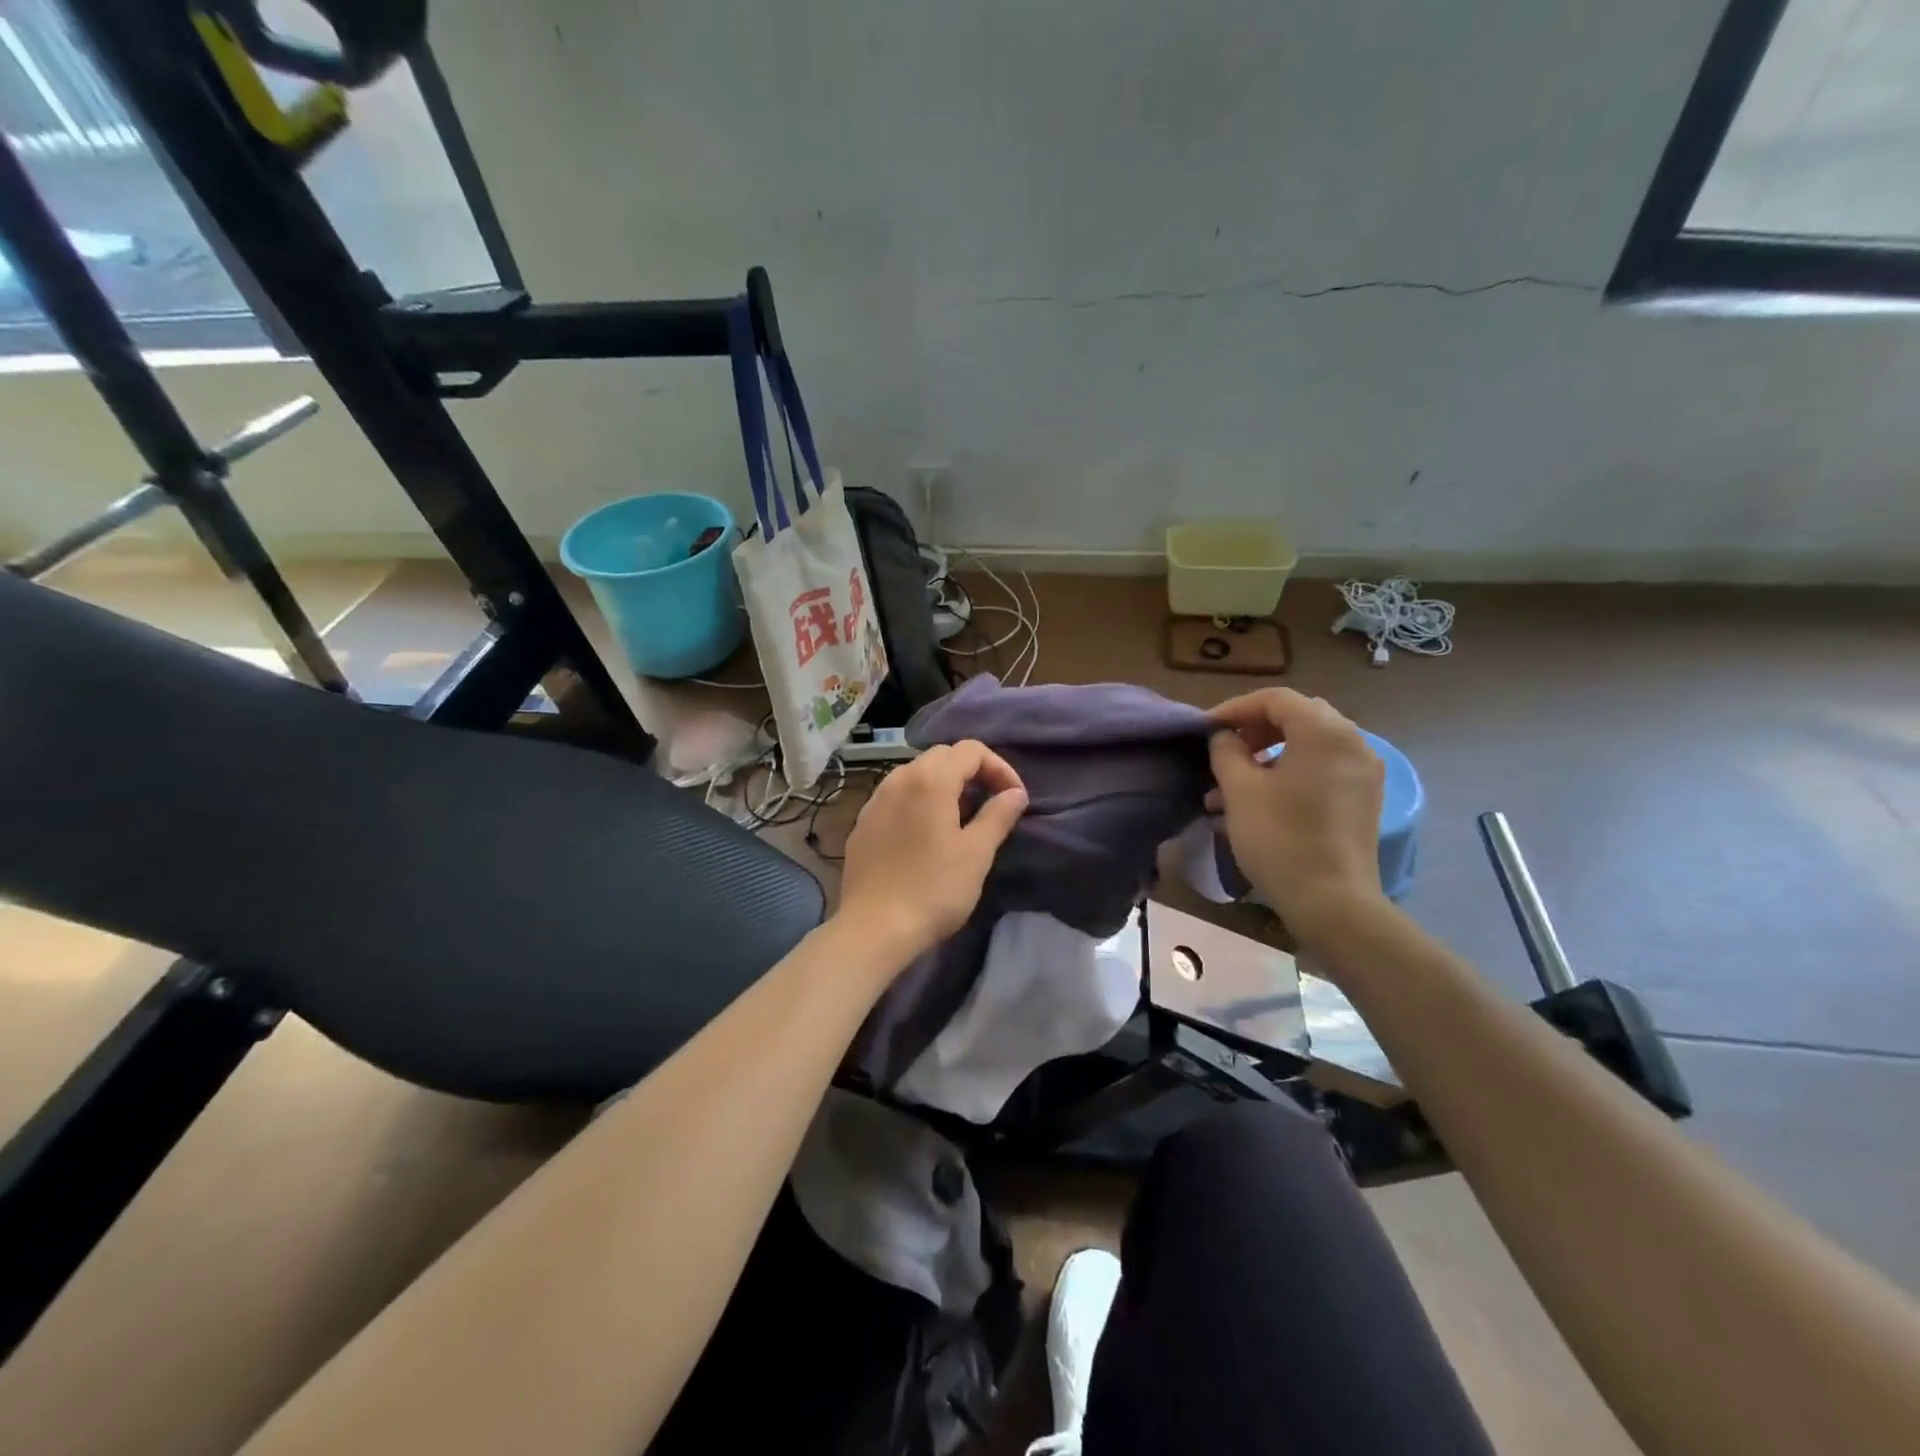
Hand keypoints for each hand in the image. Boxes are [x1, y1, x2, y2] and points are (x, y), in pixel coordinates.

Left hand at [835, 741, 1028, 966]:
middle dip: (972, 772)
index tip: (1014, 798)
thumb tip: (1016, 794)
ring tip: (962, 819)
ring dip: (944, 786)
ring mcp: (875, 801)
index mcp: (930, 779)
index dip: (1000, 768)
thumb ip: (998, 815)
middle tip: (992, 804)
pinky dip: (919, 803)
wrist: (874, 928)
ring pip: (916, 775)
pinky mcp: (862, 824)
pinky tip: (926, 835)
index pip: (971, 750)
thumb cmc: (933, 889)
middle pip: (941, 757)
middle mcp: (898, 778)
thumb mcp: (976, 853)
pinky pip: (896, 798)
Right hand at [1207, 688, 1386, 940]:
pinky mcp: (1364, 798)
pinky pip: (1323, 768)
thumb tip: (1223, 736)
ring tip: (1231, 784)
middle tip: (1223, 750)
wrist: (1332, 901)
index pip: (1275, 699)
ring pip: (1308, 745)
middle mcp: (1352, 741)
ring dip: (1268, 754)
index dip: (1235, 708)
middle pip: (1296, 717)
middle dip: (1254, 729)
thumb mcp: (1240, 790)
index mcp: (1324, 731)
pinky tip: (1261, 800)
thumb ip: (1226, 751)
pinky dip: (1291, 771)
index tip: (1206, 730)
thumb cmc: (1280, 838)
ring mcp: (1364, 771)